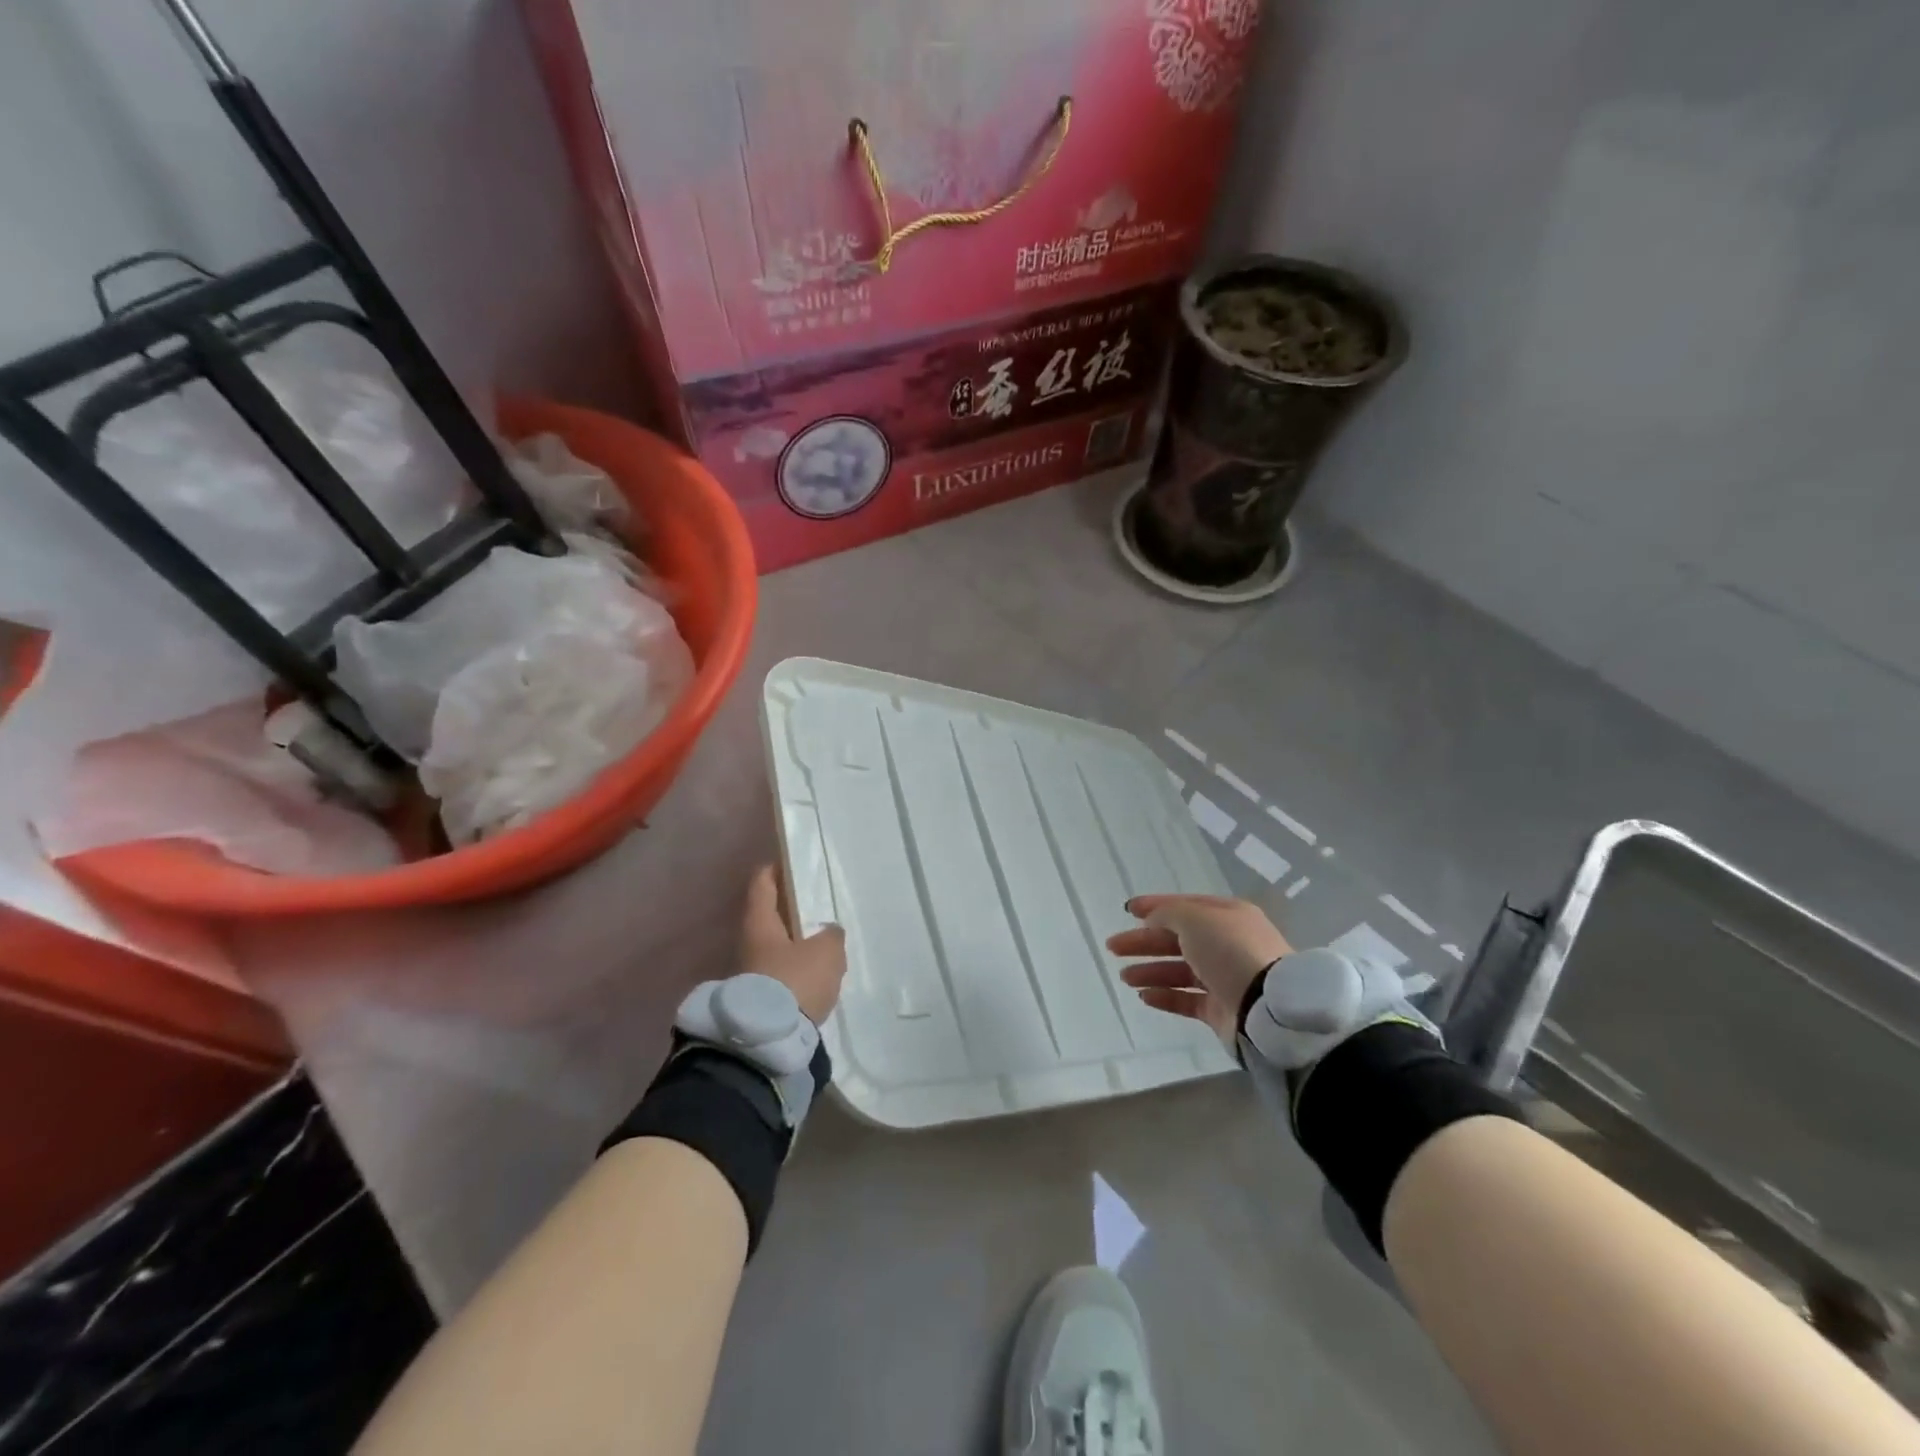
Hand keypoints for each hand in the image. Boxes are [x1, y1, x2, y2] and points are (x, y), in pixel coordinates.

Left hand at [740, 865, 846, 1023]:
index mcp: (759, 922)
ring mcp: (750, 973)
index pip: (762, 883)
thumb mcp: (826, 952)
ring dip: (797, 943)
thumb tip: (828, 933)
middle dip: (792, 910)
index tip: (792, 862)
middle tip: (820, 906)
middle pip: (770, 916)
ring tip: (825, 944)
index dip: (776, 869)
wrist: (767, 1042)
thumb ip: (831, 935)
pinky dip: (797, 970)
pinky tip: (817, 975)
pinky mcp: (760, 999)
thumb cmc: (794, 982)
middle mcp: (748, 943)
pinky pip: (781, 973)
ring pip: (776, 947)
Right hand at [1108, 894, 1292, 1049]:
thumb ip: (1168, 914)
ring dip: (1150, 970)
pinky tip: (1143, 996)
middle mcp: (1227, 944)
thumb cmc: (1230, 951)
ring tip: (1124, 977)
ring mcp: (1224, 978)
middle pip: (1177, 939)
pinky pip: (1187, 999)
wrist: (1268, 1008)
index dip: (1155, 906)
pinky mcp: (1221, 1010)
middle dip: (1144, 942)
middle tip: (1113, 947)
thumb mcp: (1195, 919)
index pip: (1185, 906)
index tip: (1127, 910)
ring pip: (1179, 971)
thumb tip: (1152, 920)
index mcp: (1227, 916)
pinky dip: (1165, 996)